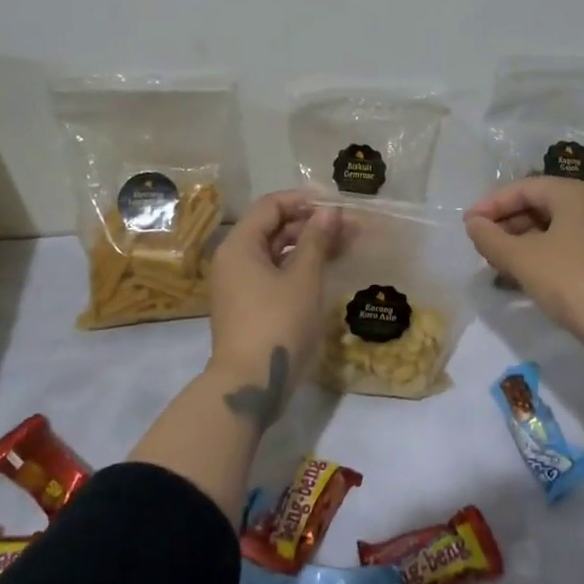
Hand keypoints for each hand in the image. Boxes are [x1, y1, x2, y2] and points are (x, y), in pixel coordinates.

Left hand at [205, 191, 343, 423]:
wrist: (251, 383)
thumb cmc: (278, 323)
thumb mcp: (303, 278)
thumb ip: (317, 240)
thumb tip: (330, 211)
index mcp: (240, 245)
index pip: (271, 206)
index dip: (304, 200)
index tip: (337, 205)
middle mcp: (234, 260)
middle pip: (272, 227)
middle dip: (311, 224)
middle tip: (349, 228)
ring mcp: (239, 285)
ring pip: (276, 252)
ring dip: (308, 246)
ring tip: (344, 246)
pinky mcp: (248, 306)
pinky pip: (274, 274)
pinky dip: (298, 267)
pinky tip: (326, 269)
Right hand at [465, 178, 583, 350]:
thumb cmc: (572, 282)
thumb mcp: (522, 259)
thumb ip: (490, 238)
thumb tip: (473, 224)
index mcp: (575, 192)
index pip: (524, 188)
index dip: (491, 205)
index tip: (467, 225)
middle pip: (540, 204)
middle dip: (507, 223)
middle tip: (481, 246)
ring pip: (554, 226)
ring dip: (522, 241)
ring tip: (498, 263)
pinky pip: (568, 243)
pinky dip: (543, 253)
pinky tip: (525, 274)